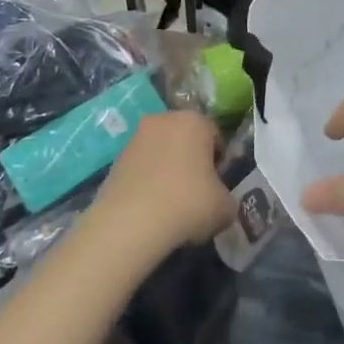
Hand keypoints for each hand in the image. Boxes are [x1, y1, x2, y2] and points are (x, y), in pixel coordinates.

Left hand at [93, 110, 235, 253]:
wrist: (131, 223)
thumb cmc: (187, 204)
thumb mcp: (225, 207)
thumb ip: (227, 197)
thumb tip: (219, 201)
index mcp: (194, 121)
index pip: (215, 135)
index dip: (218, 160)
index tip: (217, 184)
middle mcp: (164, 120)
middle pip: (185, 139)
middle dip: (191, 160)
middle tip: (196, 192)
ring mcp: (136, 138)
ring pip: (161, 152)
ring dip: (167, 170)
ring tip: (171, 204)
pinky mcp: (116, 160)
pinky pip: (141, 168)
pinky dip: (147, 182)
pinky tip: (151, 208)